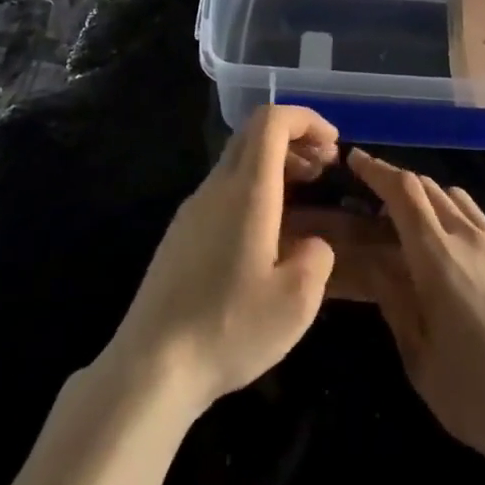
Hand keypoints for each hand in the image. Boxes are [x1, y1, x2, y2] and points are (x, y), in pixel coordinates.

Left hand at [102, 106, 339, 417]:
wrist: (151, 365)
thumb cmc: (229, 328)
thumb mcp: (296, 301)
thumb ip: (317, 258)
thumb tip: (312, 244)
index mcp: (247, 191)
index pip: (271, 121)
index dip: (306, 120)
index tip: (333, 145)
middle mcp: (216, 187)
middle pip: (253, 134)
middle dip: (294, 139)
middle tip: (325, 168)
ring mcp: (193, 209)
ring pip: (237, 161)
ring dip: (275, 165)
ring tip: (306, 196)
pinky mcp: (181, 233)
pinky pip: (224, 190)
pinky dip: (255, 189)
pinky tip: (269, 232)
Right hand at [349, 150, 484, 481]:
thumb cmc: (478, 395)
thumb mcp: (419, 357)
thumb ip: (394, 302)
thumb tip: (377, 263)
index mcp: (437, 256)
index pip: (402, 191)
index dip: (376, 169)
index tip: (355, 160)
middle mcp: (468, 238)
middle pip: (428, 187)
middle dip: (397, 184)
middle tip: (374, 202)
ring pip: (456, 199)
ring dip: (428, 198)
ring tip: (412, 227)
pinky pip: (479, 221)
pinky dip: (454, 218)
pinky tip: (452, 256)